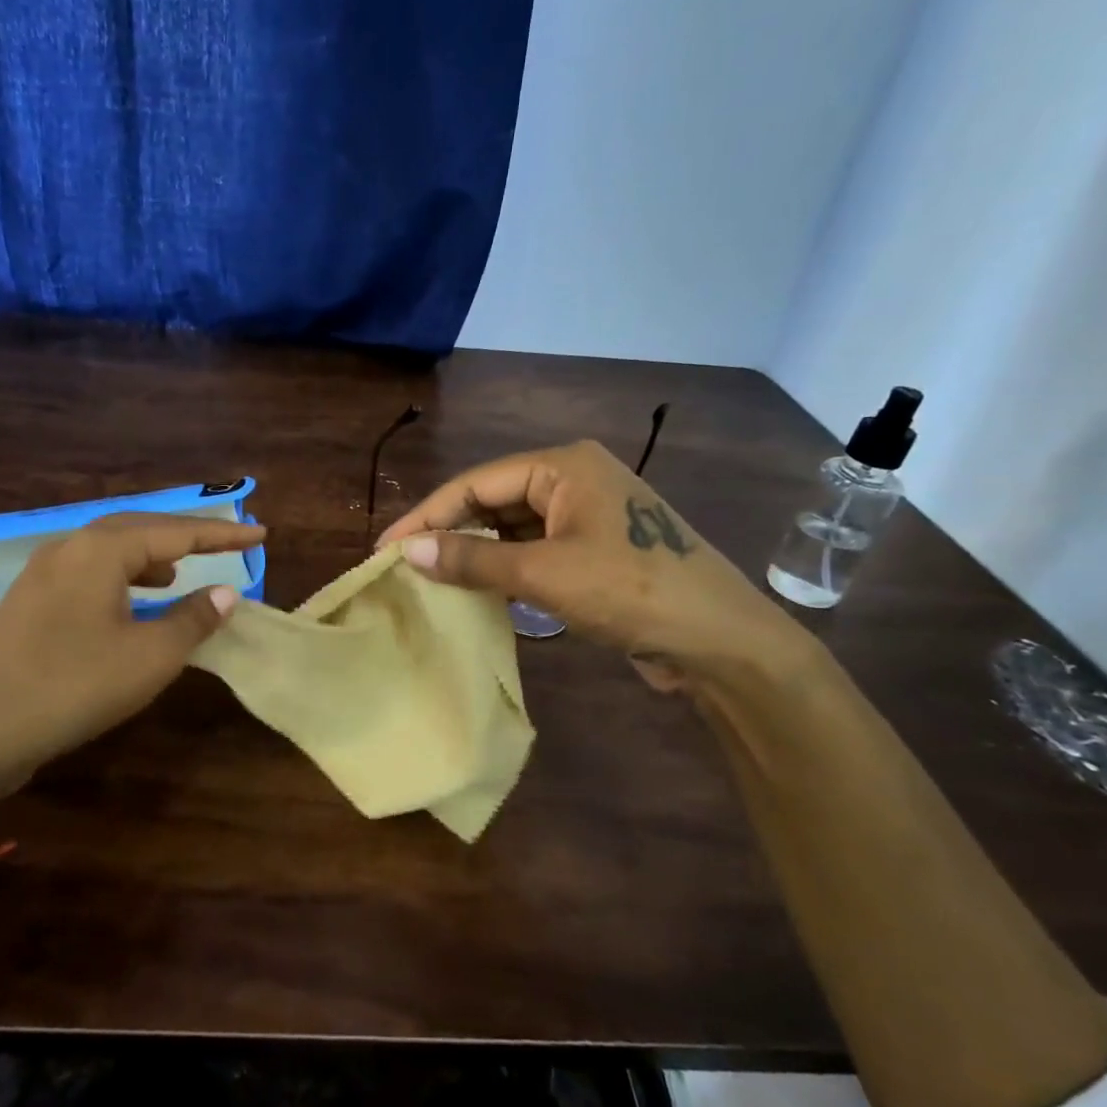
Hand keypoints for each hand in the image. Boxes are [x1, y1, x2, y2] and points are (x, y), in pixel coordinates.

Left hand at [0, 513, 263, 830]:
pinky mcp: (30, 599)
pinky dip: (123, 576)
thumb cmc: (74, 687)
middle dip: (185, 537)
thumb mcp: (149, 657)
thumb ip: (193, 619)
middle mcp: (69, 547)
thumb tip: (224, 594)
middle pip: (140, 529)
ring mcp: (43, 571)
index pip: (176, 531)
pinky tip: (132, 601)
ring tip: (179, 573)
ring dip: (151, 555)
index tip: (260, 533)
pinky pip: (89, 570)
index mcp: (100, 550)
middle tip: (224, 546)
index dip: (222, 534)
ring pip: (110, 548)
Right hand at [378, 440, 812, 687]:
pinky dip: (505, 567)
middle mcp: (574, 478)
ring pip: (513, 527)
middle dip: (450, 532)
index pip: (477, 482)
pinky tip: (479, 589)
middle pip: (494, 500)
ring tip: (431, 579)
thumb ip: (472, 560)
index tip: (385, 547)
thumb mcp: (544, 574)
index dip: (427, 515)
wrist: (721, 641)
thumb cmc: (631, 591)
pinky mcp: (596, 548)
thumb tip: (405, 551)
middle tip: (404, 565)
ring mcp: (588, 513)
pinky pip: (535, 548)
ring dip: (476, 552)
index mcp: (564, 465)